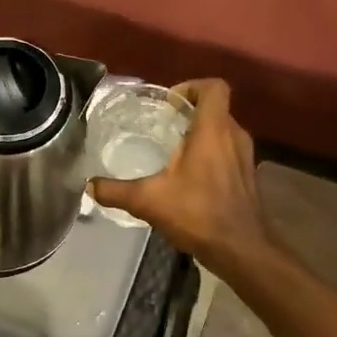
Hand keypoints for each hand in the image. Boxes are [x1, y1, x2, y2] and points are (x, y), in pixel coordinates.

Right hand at [90, 80, 268, 266]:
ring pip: (222, 131)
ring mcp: (245, 156)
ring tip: (171, 151)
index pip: (213, 87)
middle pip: (215, 108)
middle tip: (161, 126)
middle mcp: (234, 136)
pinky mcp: (248, 176)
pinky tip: (188, 178)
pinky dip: (210, 155)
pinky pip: (228, 151)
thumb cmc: (198, 214)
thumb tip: (89, 186)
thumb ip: (115, 191)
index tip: (168, 103)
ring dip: (200, 134)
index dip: (191, 86)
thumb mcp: (148, 201)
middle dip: (189, 112)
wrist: (242, 249)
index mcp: (213, 130)